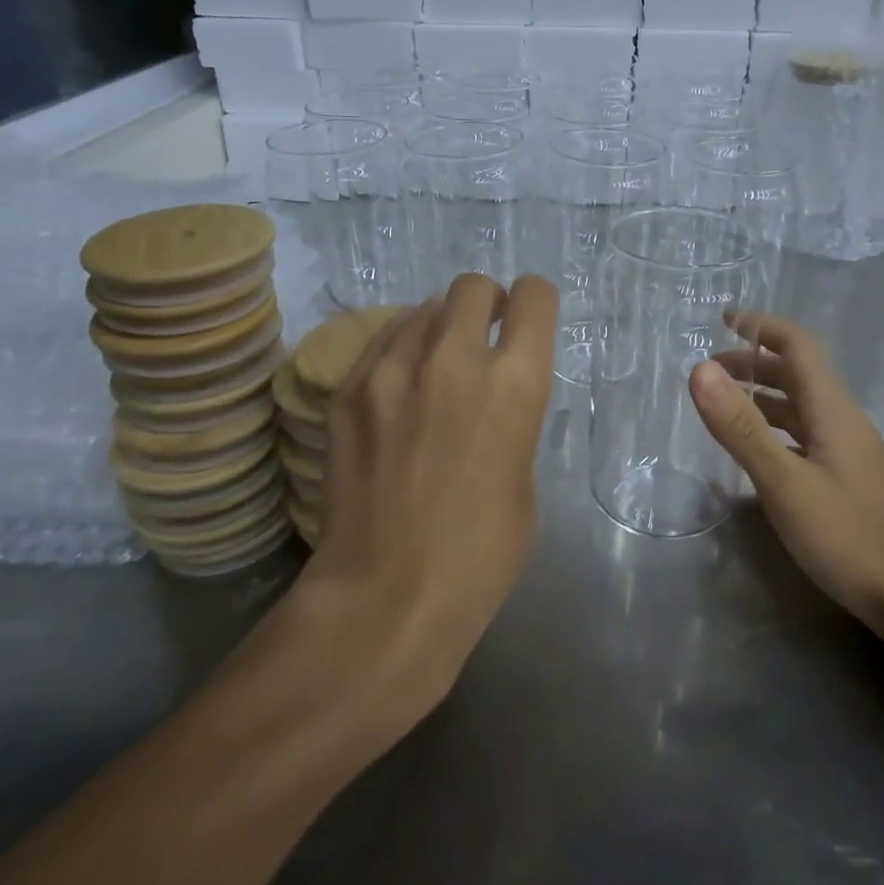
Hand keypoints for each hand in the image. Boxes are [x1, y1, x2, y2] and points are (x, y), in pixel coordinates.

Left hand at [298, 273, 558, 704]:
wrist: (386, 597)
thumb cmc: (481, 554)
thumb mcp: (523, 476)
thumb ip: (511, 416)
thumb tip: (490, 390)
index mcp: (515, 384)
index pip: (534, 297)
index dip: (534, 303)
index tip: (526, 321)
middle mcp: (455, 360)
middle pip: (472, 287)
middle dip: (485, 303)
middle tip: (481, 337)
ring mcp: (392, 371)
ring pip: (422, 308)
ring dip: (439, 326)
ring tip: (434, 367)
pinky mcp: (348, 390)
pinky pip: (382, 341)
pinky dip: (399, 350)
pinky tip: (398, 390)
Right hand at [690, 312, 883, 637]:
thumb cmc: (848, 536)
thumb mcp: (784, 482)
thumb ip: (741, 427)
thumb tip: (699, 369)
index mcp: (832, 409)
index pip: (798, 345)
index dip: (761, 326)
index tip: (723, 318)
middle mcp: (842, 421)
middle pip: (798, 373)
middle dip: (754, 362)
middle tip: (710, 370)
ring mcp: (847, 452)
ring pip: (800, 407)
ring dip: (763, 396)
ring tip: (724, 405)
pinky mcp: (846, 479)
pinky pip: (803, 436)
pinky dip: (773, 428)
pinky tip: (757, 451)